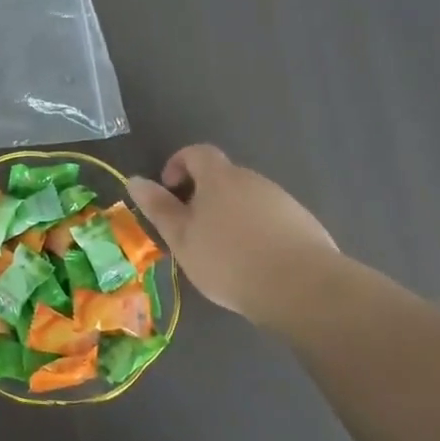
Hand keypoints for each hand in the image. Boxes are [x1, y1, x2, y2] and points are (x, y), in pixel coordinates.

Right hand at [128, 145, 340, 327]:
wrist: (302, 288)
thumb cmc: (228, 259)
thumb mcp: (181, 237)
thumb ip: (158, 207)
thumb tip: (135, 180)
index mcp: (220, 178)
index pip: (196, 152)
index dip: (178, 164)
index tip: (169, 190)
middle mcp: (253, 180)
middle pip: (223, 177)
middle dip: (203, 196)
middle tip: (191, 230)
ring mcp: (283, 201)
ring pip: (247, 199)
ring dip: (230, 215)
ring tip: (222, 252)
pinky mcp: (304, 224)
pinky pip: (270, 219)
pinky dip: (256, 232)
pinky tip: (254, 264)